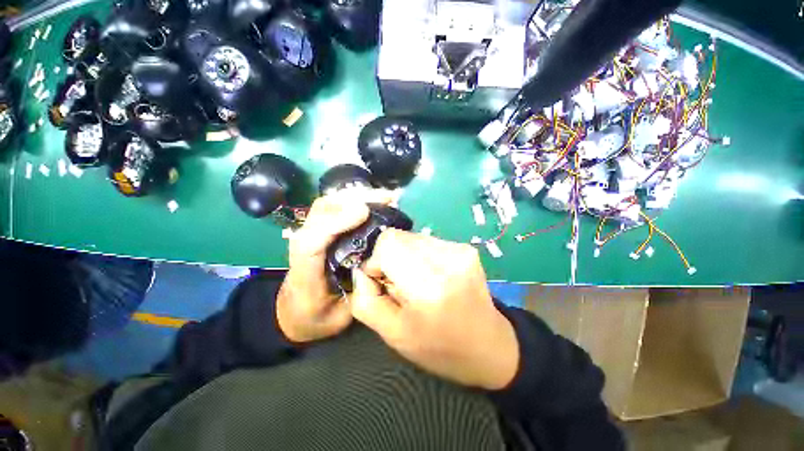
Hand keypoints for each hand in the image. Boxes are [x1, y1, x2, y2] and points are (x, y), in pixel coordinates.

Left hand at [277, 192, 388, 342]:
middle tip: (386, 198)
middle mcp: (304, 247)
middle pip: (320, 212)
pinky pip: (334, 209)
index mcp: (305, 273)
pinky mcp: (319, 233)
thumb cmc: (318, 317)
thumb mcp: (339, 316)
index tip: (365, 212)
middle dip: (354, 200)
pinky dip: (354, 201)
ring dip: (356, 196)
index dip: (336, 223)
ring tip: (384, 197)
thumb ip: (359, 293)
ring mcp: (311, 236)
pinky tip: (374, 203)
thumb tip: (378, 261)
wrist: (294, 312)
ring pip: (328, 205)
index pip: (311, 242)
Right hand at [350, 230, 519, 389]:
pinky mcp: (466, 248)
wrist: (489, 346)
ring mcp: (460, 250)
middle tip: (399, 284)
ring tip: (417, 281)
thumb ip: (366, 301)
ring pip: (412, 237)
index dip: (376, 260)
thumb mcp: (393, 334)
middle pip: (399, 237)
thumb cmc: (439, 348)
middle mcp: (447, 258)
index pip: (388, 242)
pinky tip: (431, 276)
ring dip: (405, 256)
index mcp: (429, 283)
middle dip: (389, 258)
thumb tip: (361, 271)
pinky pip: (428, 241)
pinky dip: (420, 256)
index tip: (381, 281)